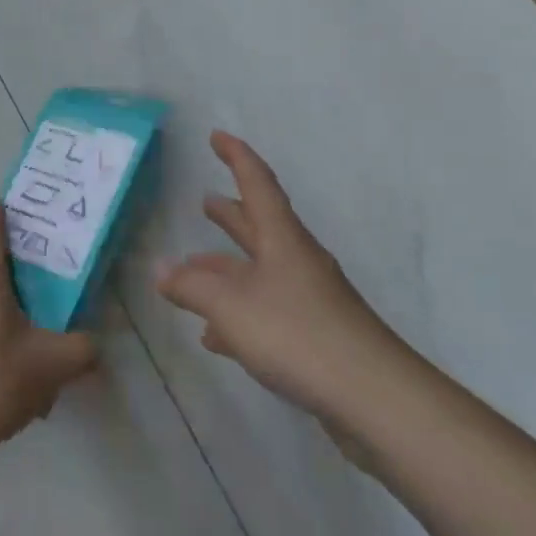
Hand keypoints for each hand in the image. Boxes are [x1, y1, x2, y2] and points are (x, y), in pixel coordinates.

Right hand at [156, 132, 411, 422]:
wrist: (374, 399)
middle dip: (231, 215)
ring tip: (195, 269)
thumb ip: (191, 286)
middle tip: (206, 202)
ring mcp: (308, 300)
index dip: (236, 157)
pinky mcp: (313, 338)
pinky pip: (265, 313)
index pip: (257, 184)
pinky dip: (237, 316)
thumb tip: (161, 268)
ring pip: (259, 273)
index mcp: (282, 240)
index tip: (217, 136)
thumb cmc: (297, 335)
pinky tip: (214, 336)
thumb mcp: (231, 306)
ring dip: (227, 268)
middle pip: (259, 227)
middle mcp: (297, 262)